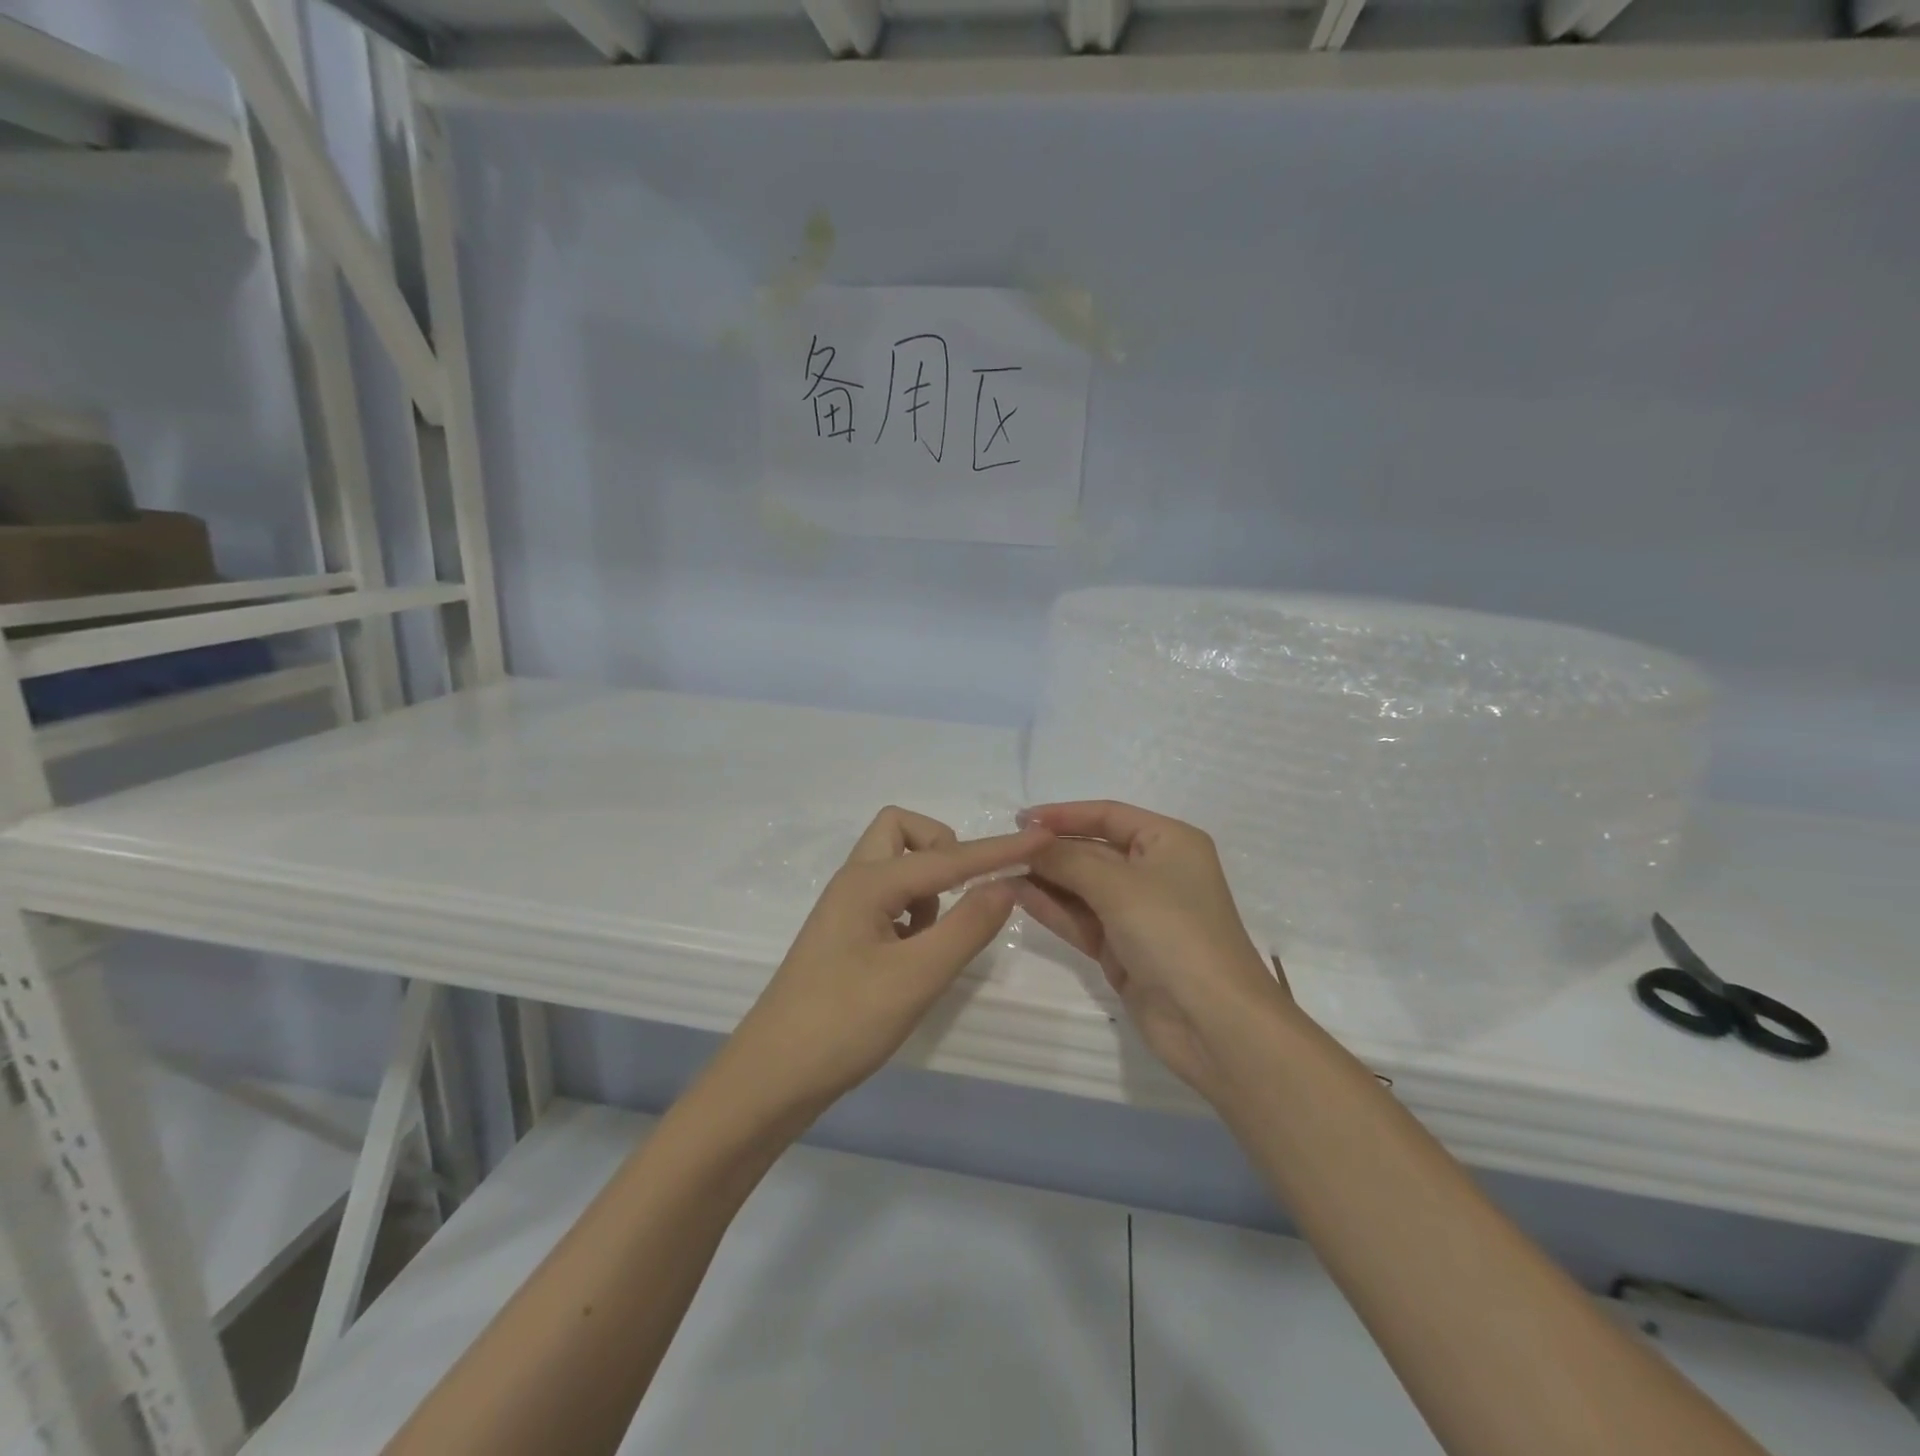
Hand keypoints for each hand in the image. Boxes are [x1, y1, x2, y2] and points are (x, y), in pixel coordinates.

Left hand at [717, 807, 1050, 1123]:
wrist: (771, 1078)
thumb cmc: (843, 1024)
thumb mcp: (915, 977)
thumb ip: (966, 927)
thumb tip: (1007, 886)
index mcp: (869, 882)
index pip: (949, 857)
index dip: (998, 851)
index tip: (1043, 840)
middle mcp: (854, 883)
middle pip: (901, 831)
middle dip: (943, 848)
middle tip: (963, 892)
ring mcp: (846, 910)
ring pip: (895, 865)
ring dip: (928, 884)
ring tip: (935, 938)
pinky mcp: (845, 937)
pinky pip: (889, 898)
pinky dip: (913, 911)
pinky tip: (915, 956)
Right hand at [1013, 800, 1291, 1105]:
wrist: (1214, 1023)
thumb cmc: (1174, 934)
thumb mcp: (1118, 886)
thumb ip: (1068, 859)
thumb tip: (1028, 841)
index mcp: (1169, 841)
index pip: (1108, 815)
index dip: (1064, 814)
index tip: (1021, 820)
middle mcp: (1155, 871)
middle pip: (1092, 850)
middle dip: (1050, 850)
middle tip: (1002, 850)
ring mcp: (1138, 913)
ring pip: (1083, 886)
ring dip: (1046, 879)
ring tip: (1000, 871)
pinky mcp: (1123, 948)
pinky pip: (1081, 918)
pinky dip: (1053, 907)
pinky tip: (1018, 895)